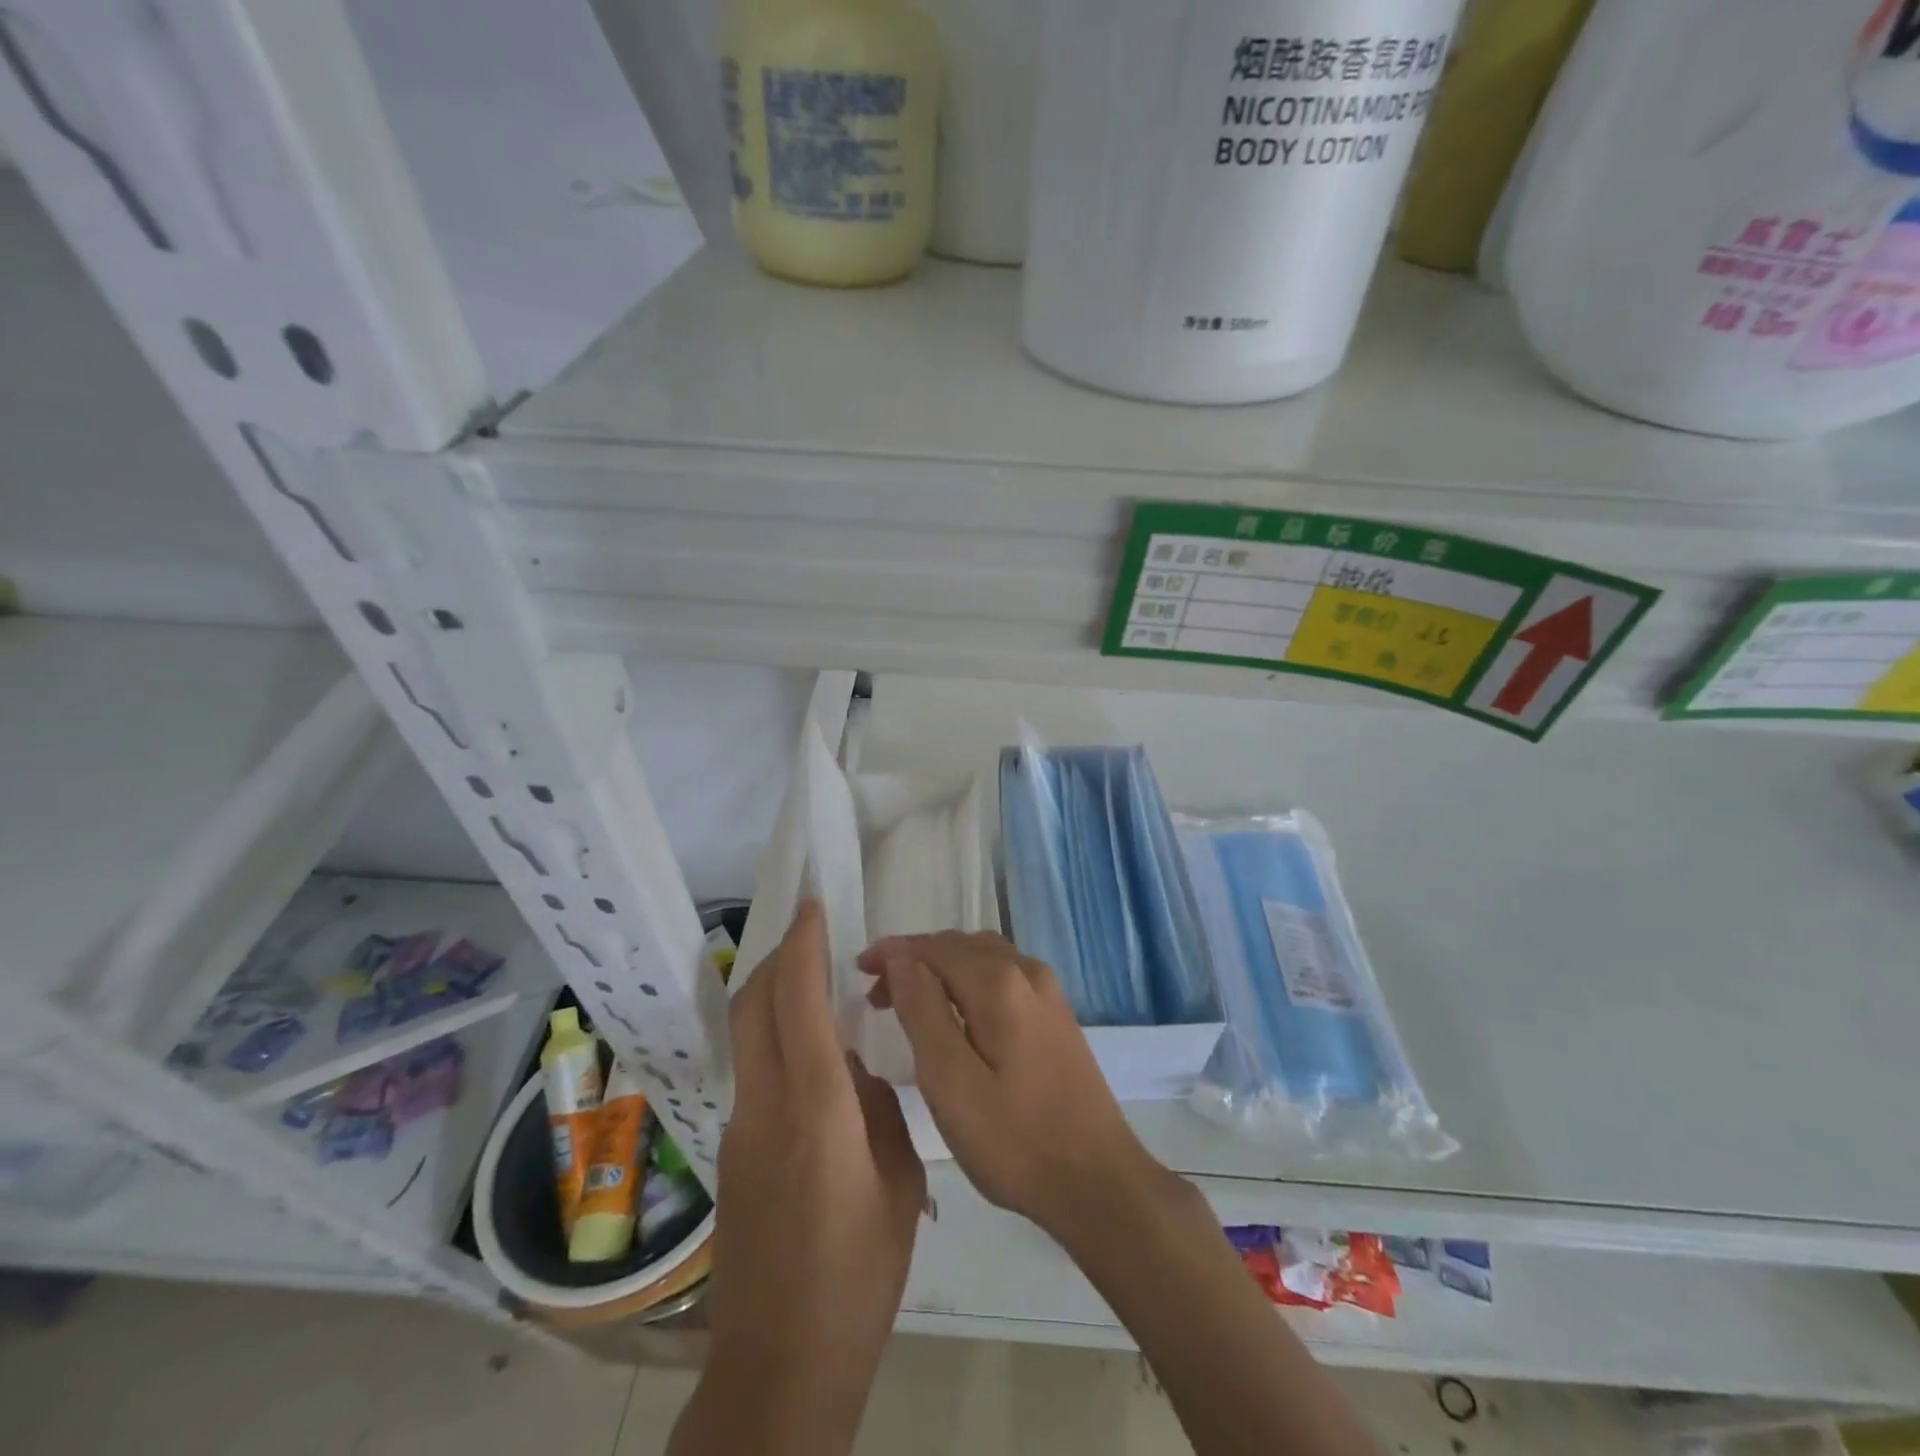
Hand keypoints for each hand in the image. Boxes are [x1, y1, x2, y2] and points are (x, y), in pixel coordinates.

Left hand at [697, 902, 924, 1445]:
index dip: (802, 946)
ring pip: (746, 1035)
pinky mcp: (730, 1154)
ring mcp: (739, 1130)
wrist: (779, 1366)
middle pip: (751, 1004)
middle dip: (776, 957)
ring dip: (772, 996)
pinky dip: (775, 1040)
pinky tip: (814, 1065)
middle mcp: (765, 1106)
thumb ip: (877, 1110)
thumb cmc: (858, 1277)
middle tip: (811, 936)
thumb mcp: (897, 1184)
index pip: (796, 1001)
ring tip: (817, 989)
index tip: (814, 908)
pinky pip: (753, 1072)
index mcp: (815, 1110)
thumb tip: (855, 1070)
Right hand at [858, 930, 1161, 1242]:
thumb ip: (923, 1011)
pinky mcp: (1057, 1014)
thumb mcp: (950, 1082)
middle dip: (914, 959)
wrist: (1098, 1181)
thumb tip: (901, 958)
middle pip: (959, 945)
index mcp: (999, 983)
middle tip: (876, 993)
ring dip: (942, 967)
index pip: (933, 947)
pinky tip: (957, 1013)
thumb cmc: (1014, 1140)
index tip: (858, 969)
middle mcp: (1026, 971)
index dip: (893, 953)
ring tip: (909, 999)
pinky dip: (969, 979)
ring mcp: (1048, 991)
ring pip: (983, 956)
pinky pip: (1003, 974)